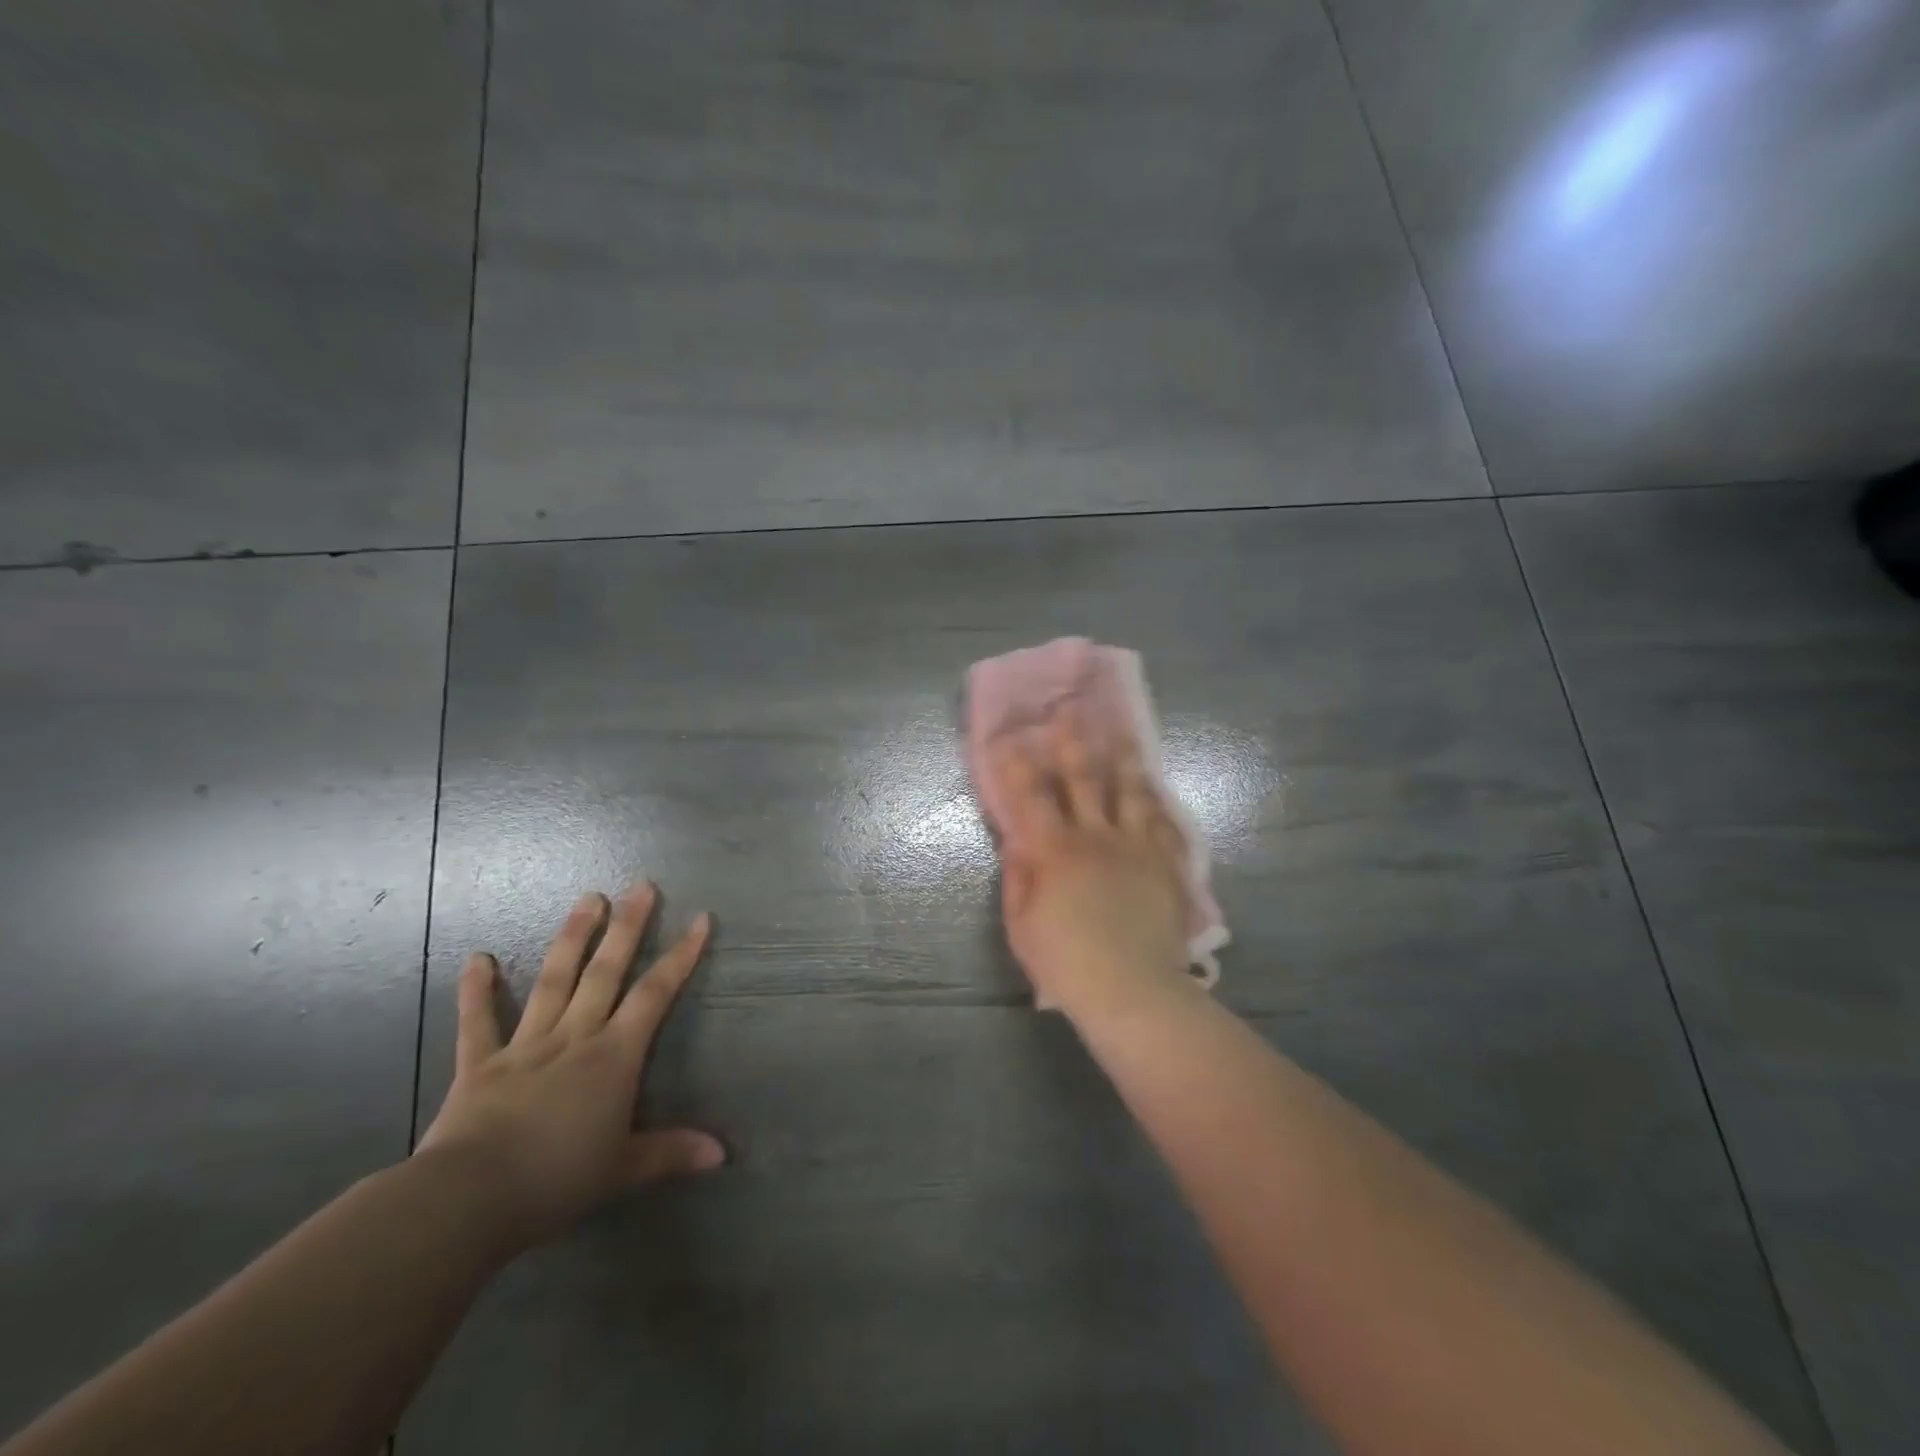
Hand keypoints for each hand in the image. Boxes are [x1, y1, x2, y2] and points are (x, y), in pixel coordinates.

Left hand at [417, 883, 724, 1249]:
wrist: (469, 1200)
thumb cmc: (556, 1179)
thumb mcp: (624, 1169)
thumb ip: (672, 1153)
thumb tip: (723, 1155)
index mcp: (613, 1056)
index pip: (655, 994)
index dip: (681, 955)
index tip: (700, 919)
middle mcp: (575, 1036)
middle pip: (606, 972)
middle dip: (627, 927)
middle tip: (641, 886)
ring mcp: (525, 1045)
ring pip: (554, 980)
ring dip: (572, 938)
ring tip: (588, 897)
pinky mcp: (479, 1064)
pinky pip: (478, 1022)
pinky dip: (476, 991)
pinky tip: (477, 958)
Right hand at [991, 710, 1194, 1018]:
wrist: (1133, 989)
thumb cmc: (1066, 962)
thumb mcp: (1022, 924)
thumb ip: (1019, 877)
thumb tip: (1016, 840)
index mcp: (1055, 850)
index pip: (1030, 796)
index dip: (1017, 764)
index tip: (1010, 736)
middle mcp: (1095, 836)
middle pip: (1084, 777)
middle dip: (1074, 739)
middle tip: (1072, 707)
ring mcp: (1136, 846)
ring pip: (1130, 789)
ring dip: (1123, 756)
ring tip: (1122, 729)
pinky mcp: (1166, 862)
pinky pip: (1164, 822)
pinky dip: (1157, 800)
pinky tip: (1156, 785)